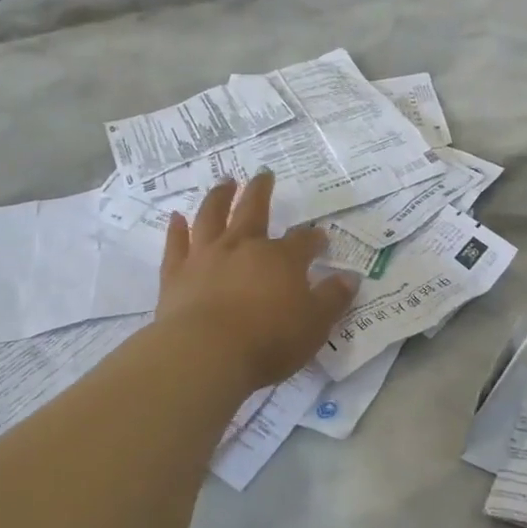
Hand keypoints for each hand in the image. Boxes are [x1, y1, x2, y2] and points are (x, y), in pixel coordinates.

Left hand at [155, 172, 358, 390]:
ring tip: (224, 182)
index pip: (303, 241)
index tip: (320, 238)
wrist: (206, 353)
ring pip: (212, 216)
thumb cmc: (269, 341)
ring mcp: (206, 256)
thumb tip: (350, 277)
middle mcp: (244, 247)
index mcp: (281, 259)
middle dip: (261, 191)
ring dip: (219, 197)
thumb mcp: (315, 324)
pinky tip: (176, 217)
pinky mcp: (176, 273)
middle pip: (254, 210)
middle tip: (264, 174)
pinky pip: (176, 244)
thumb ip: (333, 298)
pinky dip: (176, 229)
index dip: (313, 238)